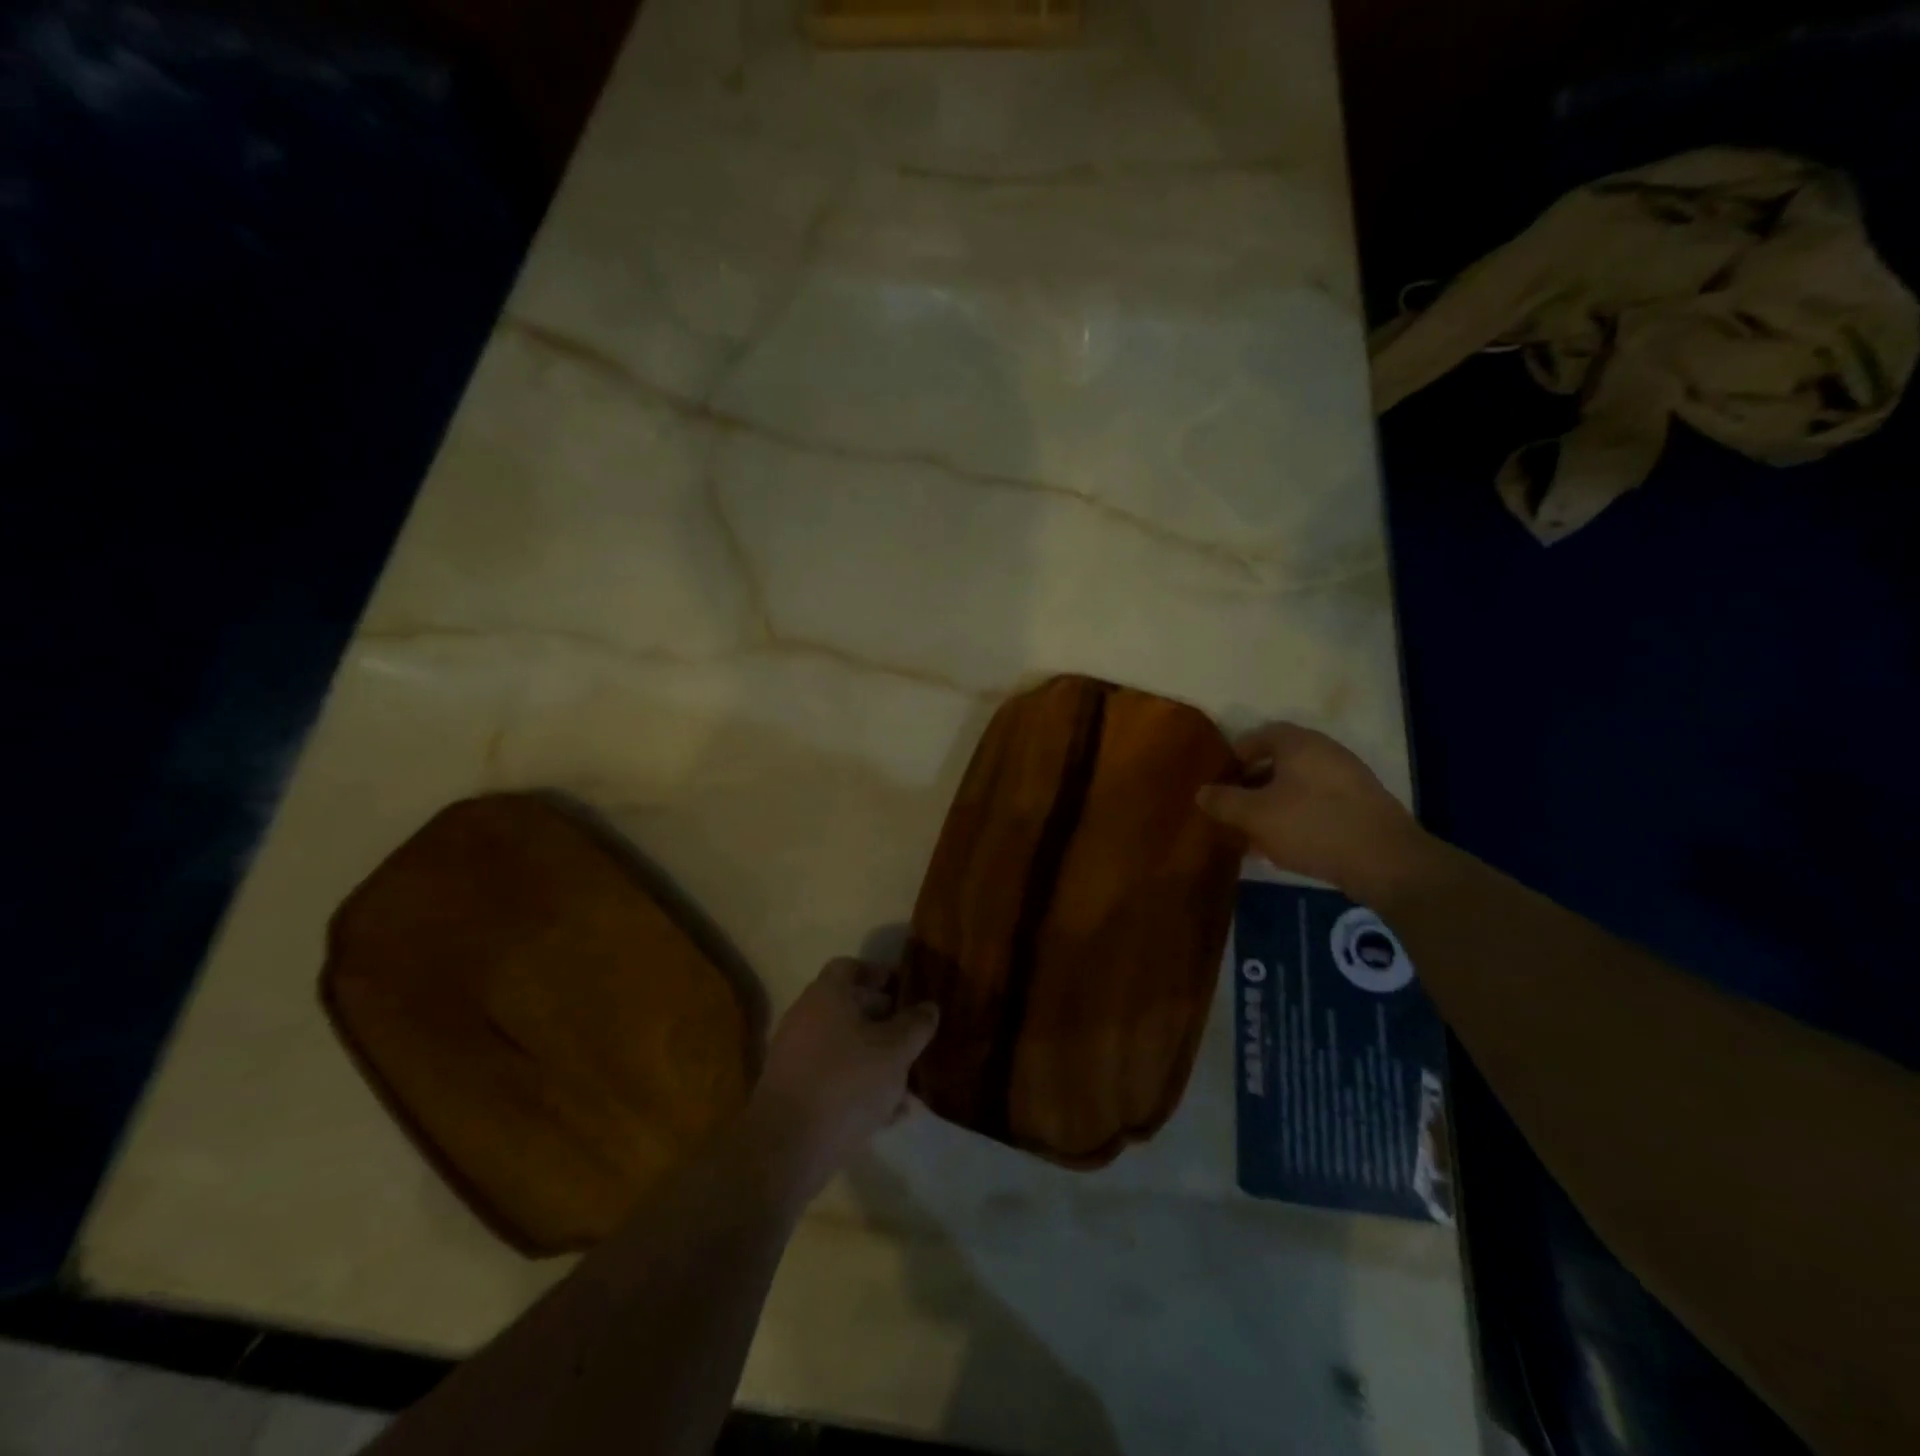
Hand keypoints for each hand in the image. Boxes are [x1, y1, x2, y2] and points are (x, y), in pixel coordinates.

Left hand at [746, 959, 938, 1204]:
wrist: (786, 1147)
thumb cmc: (846, 1082)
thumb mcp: (895, 1051)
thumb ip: (915, 1025)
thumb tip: (928, 1006)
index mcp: (826, 996)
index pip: (849, 967)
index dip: (876, 973)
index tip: (901, 989)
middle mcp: (804, 1017)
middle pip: (846, 1008)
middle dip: (881, 1020)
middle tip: (909, 1035)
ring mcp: (793, 1056)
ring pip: (842, 1047)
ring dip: (873, 1059)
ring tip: (906, 1084)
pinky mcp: (791, 1092)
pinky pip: (831, 1078)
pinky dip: (857, 1087)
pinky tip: (887, 1115)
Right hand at [1195, 723, 1427, 899]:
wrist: (1386, 861)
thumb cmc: (1311, 826)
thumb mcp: (1255, 815)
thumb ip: (1224, 801)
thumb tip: (1202, 791)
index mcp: (1299, 743)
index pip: (1259, 735)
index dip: (1236, 754)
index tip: (1221, 779)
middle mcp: (1326, 752)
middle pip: (1280, 760)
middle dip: (1253, 783)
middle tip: (1234, 807)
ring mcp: (1349, 778)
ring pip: (1299, 785)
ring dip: (1275, 803)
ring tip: (1256, 832)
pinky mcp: (1363, 805)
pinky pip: (1319, 803)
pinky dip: (1299, 816)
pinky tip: (1287, 846)